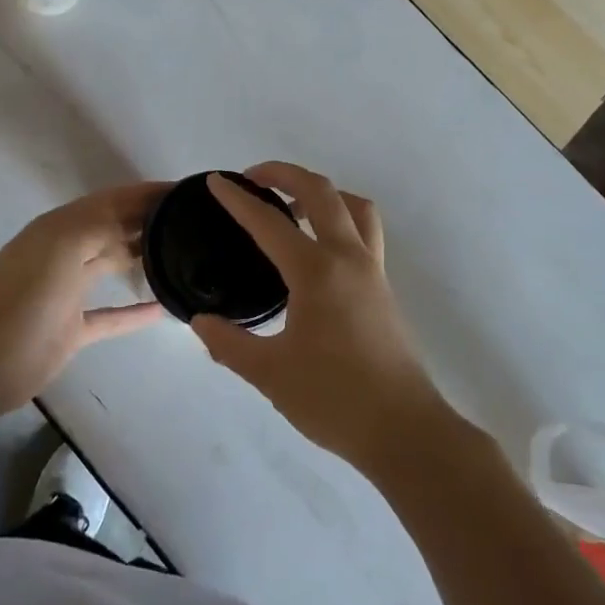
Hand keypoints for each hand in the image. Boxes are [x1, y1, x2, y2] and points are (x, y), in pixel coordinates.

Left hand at [0, 183, 166, 418]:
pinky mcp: (72, 328)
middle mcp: (65, 252)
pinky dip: (135, 311)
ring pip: (111, 265)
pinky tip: (163, 310)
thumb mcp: (62, 247)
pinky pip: (111, 314)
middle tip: (193, 222)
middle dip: (147, 221)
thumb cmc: (25, 299)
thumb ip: (101, 223)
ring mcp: (68, 291)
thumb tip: (141, 211)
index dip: (145, 194)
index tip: (185, 192)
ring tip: (184, 255)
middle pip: (113, 228)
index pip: (111, 200)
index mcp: (60, 228)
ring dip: (142, 257)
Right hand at [191, 162, 448, 474]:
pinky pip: (365, 231)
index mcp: (316, 272)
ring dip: (321, 192)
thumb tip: (200, 322)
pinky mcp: (384, 287)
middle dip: (284, 174)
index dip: (238, 199)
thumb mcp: (269, 374)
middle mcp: (348, 258)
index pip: (269, 222)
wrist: (404, 430)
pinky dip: (341, 217)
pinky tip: (319, 246)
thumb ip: (229, 343)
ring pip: (353, 206)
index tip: (215, 182)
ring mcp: (372, 270)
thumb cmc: (334, 399)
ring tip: (292, 205)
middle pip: (320, 192)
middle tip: (253, 178)